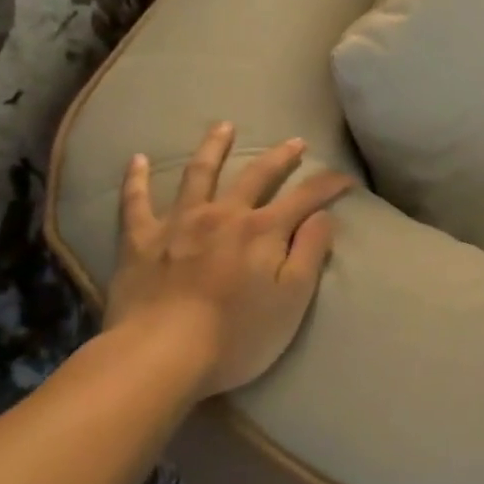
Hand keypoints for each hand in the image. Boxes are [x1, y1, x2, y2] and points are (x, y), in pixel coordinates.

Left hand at [107, 123, 353, 398]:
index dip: (330, 185)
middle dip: (281, 157)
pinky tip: (137, 160)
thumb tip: (323, 216)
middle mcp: (224, 215)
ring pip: (199, 174)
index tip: (348, 178)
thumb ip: (310, 252)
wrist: (158, 357)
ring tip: (224, 126)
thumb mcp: (292, 300)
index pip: (306, 197)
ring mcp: (179, 223)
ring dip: (214, 147)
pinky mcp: (141, 241)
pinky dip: (136, 180)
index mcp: (263, 230)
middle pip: (257, 175)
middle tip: (296, 142)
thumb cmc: (235, 336)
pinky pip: (135, 203)